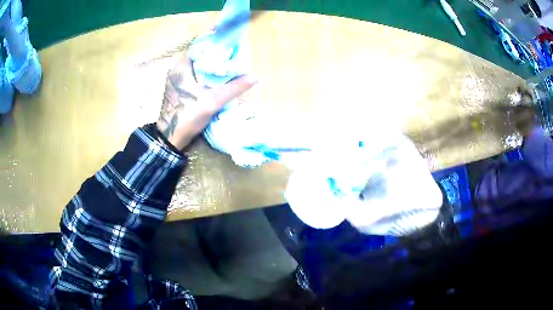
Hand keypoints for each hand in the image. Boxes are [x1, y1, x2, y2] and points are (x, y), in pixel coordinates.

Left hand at [156, 54, 256, 149]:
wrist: (171, 138)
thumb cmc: (188, 116)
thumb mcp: (213, 101)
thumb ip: (234, 88)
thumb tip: (255, 77)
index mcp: (181, 65)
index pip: (202, 45)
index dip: (218, 44)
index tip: (233, 46)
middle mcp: (177, 68)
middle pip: (201, 55)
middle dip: (218, 55)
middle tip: (235, 56)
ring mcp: (177, 77)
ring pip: (199, 65)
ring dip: (213, 65)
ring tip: (230, 65)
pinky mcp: (179, 86)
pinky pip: (195, 74)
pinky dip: (207, 74)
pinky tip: (219, 78)